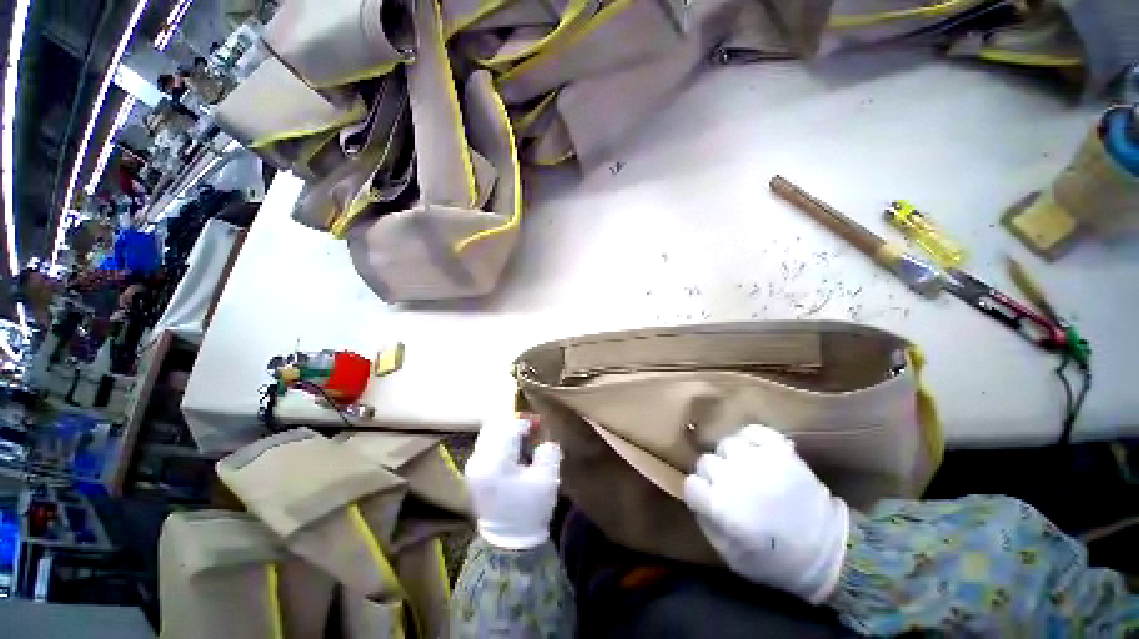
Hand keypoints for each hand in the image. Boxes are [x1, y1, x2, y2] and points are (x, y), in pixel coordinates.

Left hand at [465, 417, 561, 550]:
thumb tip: (542, 439)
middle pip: (495, 425)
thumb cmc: (530, 509)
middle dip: (514, 423)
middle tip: (532, 428)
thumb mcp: (547, 480)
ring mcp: (472, 466)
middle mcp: (478, 460)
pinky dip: (500, 440)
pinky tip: (514, 449)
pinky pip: (486, 443)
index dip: (526, 421)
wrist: (509, 541)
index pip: (508, 427)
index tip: (539, 425)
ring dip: (507, 430)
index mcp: (494, 463)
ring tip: (524, 438)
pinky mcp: (474, 471)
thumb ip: (547, 452)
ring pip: (489, 432)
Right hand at [684, 425, 848, 603]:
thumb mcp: (731, 556)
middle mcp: (734, 479)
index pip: (691, 484)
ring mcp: (758, 461)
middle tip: (729, 488)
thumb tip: (696, 498)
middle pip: (706, 462)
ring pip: (727, 444)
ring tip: (744, 469)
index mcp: (721, 507)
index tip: (708, 499)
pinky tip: (755, 451)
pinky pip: (754, 431)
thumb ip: (707, 523)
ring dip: (731, 458)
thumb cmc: (776, 561)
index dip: (698, 493)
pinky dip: (751, 438)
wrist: (831, 553)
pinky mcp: (781, 451)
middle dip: (713, 476)